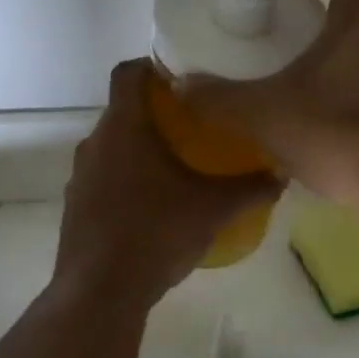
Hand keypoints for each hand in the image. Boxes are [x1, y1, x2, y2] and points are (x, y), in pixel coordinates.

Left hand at [53, 59, 281, 310]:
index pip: (128, 73)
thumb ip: (251, 188)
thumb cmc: (157, 233)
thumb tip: (282, 175)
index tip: (183, 76)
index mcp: (123, 128)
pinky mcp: (76, 207)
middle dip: (157, 113)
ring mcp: (80, 177)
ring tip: (179, 164)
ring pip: (113, 147)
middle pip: (123, 111)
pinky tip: (155, 205)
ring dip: (141, 148)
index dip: (152, 66)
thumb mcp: (214, 209)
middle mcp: (94, 143)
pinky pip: (104, 178)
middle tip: (196, 123)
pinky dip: (128, 179)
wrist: (101, 292)